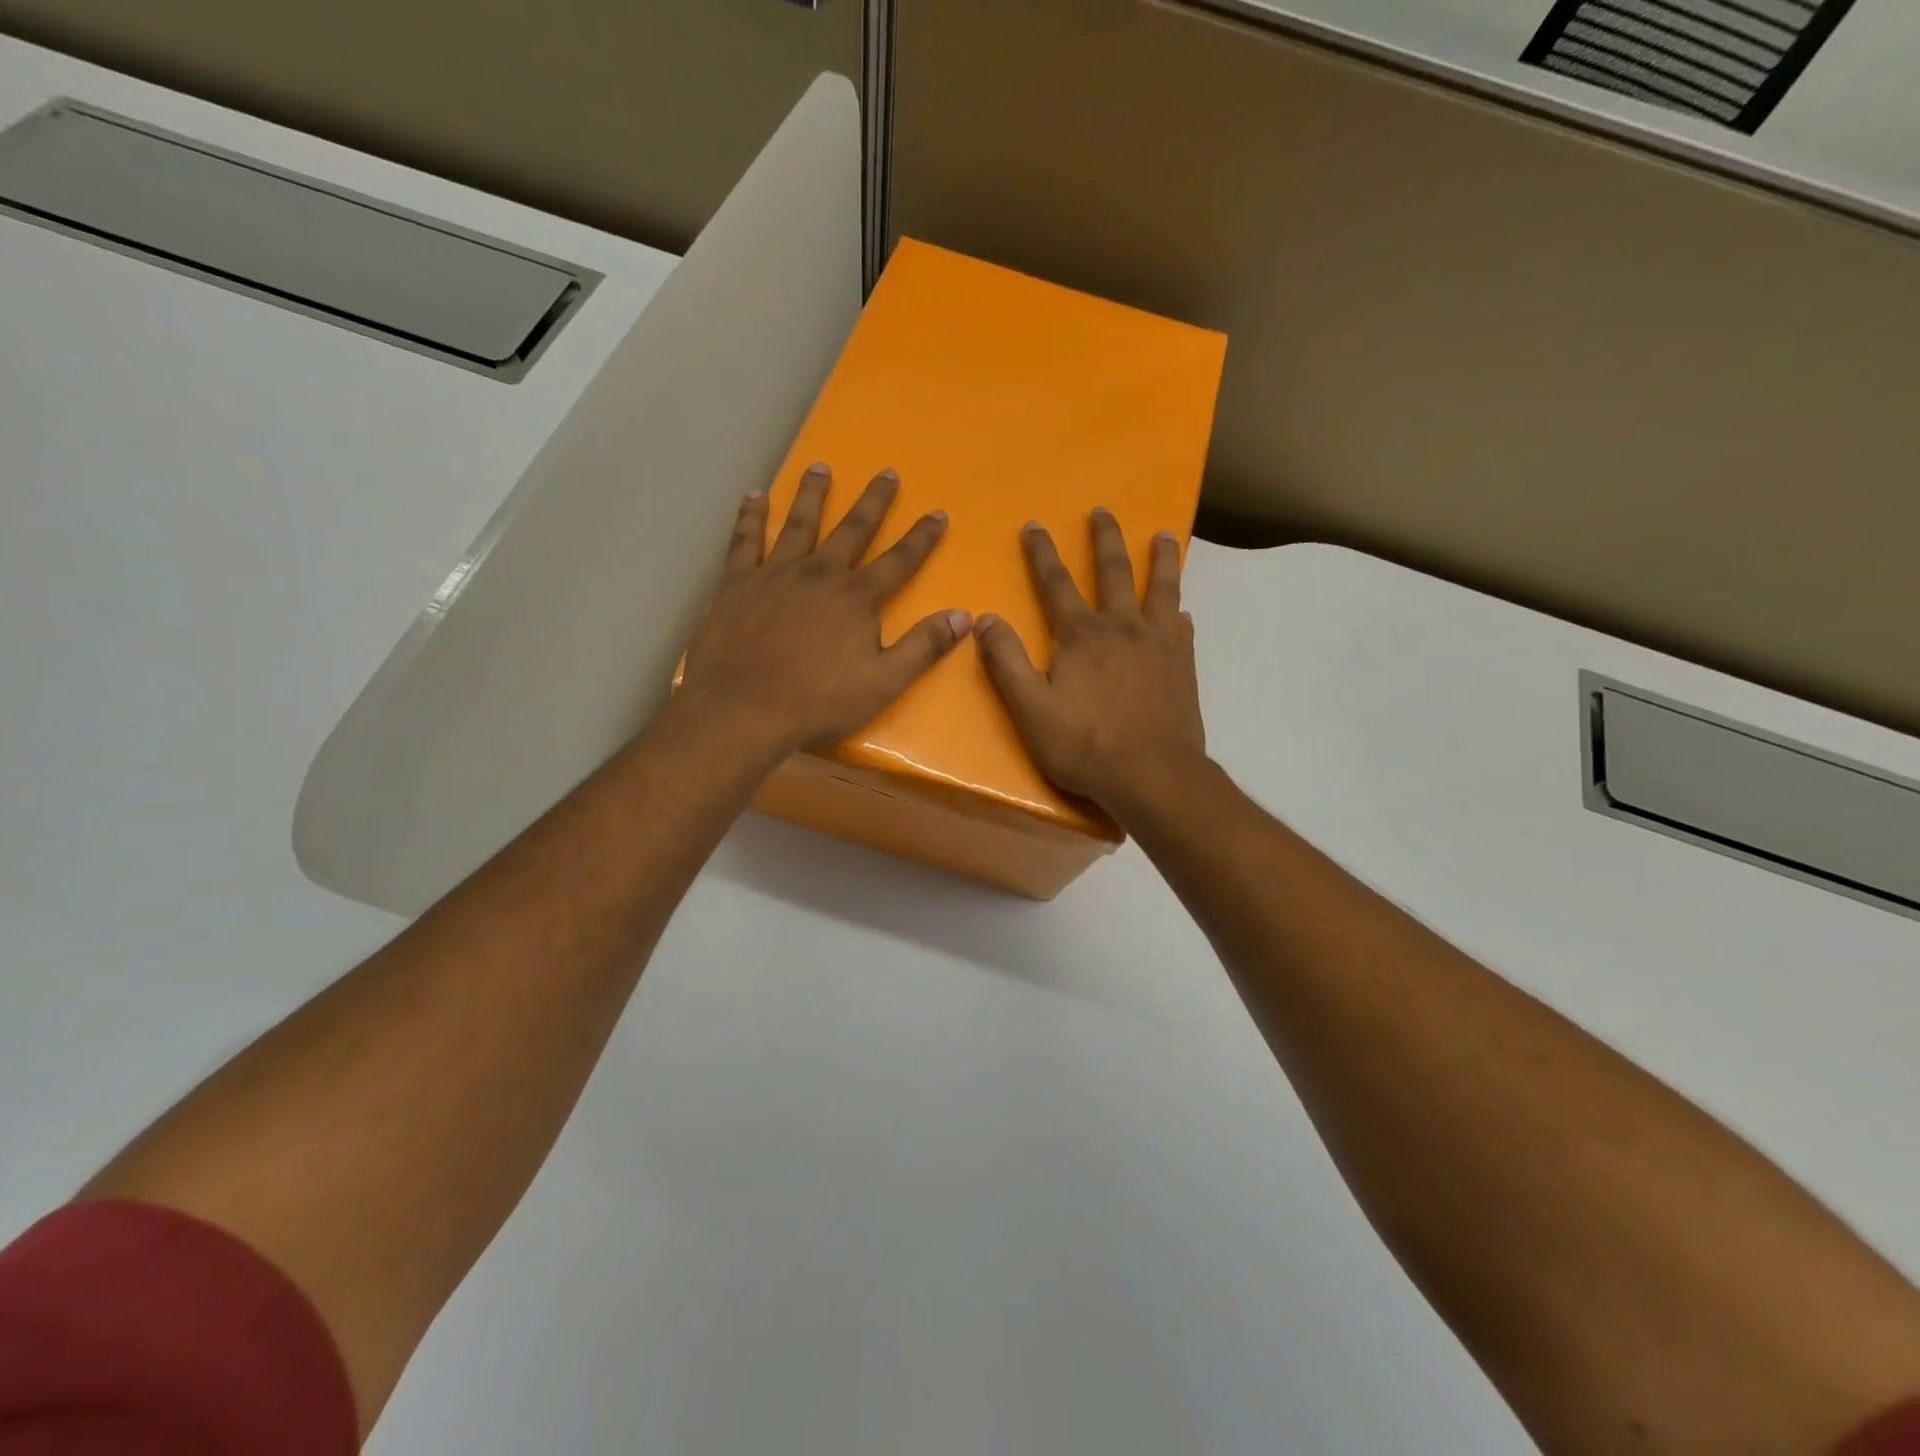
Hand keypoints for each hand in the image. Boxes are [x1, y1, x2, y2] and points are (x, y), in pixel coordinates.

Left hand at [678, 463, 970, 757]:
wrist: (742, 709)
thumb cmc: (818, 702)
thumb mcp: (884, 682)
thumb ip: (923, 647)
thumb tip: (963, 616)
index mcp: (857, 598)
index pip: (900, 560)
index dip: (922, 537)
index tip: (938, 513)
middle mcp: (819, 573)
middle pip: (853, 529)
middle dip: (874, 501)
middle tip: (887, 472)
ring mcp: (775, 573)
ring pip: (799, 523)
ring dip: (813, 494)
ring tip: (820, 467)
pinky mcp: (737, 583)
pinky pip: (745, 539)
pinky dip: (751, 516)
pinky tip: (755, 496)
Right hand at [974, 509, 1206, 819]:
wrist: (1152, 775)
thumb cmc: (1085, 745)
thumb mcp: (1030, 708)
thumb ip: (1006, 662)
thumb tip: (984, 619)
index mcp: (1081, 635)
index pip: (1055, 583)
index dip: (1042, 553)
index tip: (1034, 525)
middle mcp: (1122, 627)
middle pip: (1114, 572)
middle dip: (1105, 539)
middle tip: (1103, 511)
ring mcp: (1159, 644)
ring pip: (1161, 588)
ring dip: (1161, 559)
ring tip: (1165, 535)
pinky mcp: (1183, 666)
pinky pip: (1182, 628)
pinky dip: (1179, 612)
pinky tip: (1183, 611)